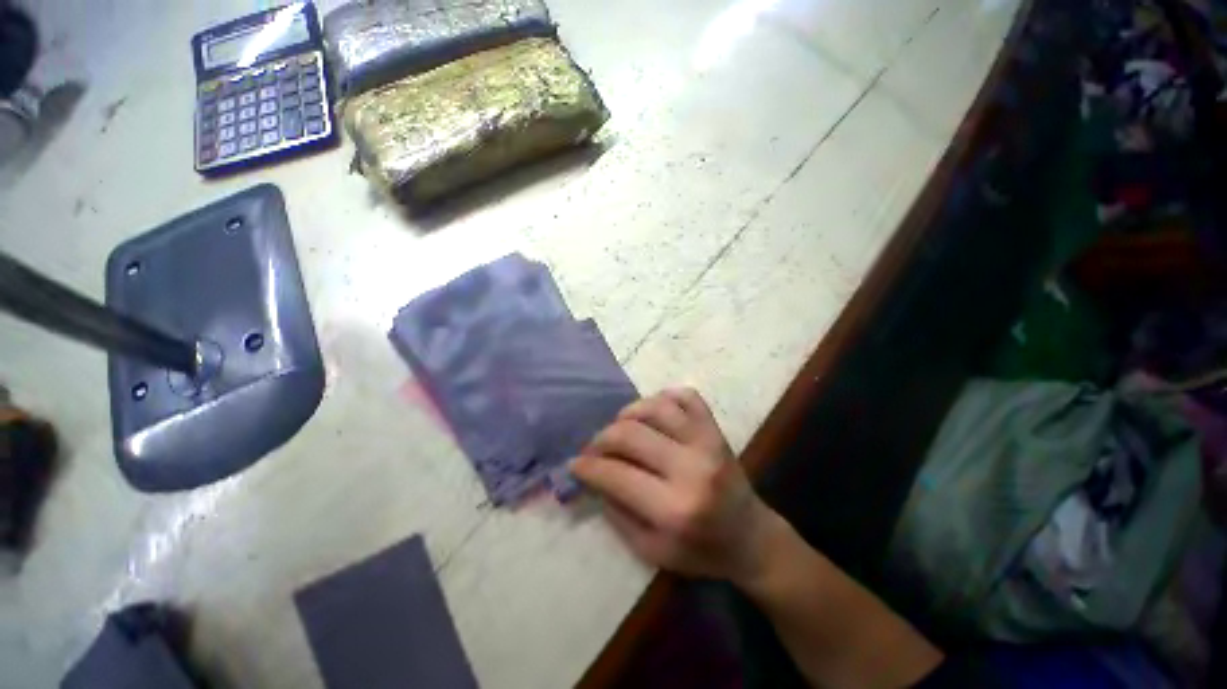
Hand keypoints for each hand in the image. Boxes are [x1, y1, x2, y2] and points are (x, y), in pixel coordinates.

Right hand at [572, 388, 781, 584]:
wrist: (750, 537)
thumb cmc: (700, 551)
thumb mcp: (651, 550)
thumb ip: (617, 513)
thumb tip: (592, 476)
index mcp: (674, 508)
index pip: (615, 474)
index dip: (587, 467)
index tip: (575, 464)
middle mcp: (691, 468)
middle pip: (629, 434)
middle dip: (601, 439)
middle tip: (594, 448)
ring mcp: (706, 442)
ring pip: (655, 407)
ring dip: (628, 413)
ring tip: (621, 427)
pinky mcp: (716, 429)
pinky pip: (687, 396)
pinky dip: (664, 397)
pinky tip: (653, 413)